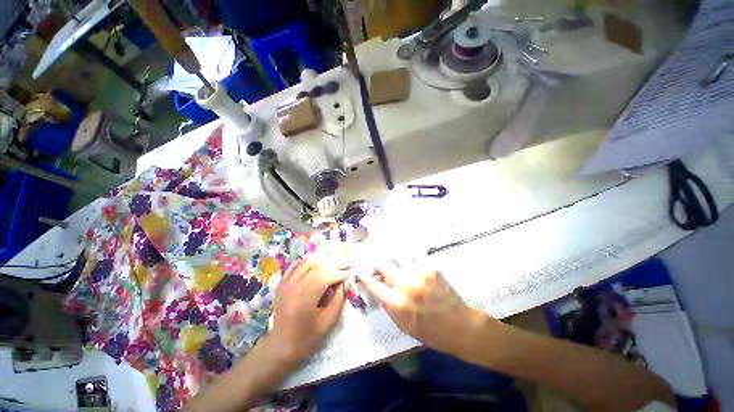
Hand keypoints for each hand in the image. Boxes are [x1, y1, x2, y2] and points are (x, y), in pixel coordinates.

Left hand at [269, 258, 348, 364]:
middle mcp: (292, 288)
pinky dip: (309, 262)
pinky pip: (296, 265)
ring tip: (336, 263)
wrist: (281, 345)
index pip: (324, 277)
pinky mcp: (281, 283)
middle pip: (316, 267)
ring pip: (306, 262)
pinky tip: (319, 263)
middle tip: (348, 263)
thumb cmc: (307, 338)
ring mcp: (285, 284)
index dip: (339, 273)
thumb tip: (346, 281)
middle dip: (335, 264)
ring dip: (323, 261)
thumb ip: (339, 299)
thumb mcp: (328, 322)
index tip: (352, 271)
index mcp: (303, 301)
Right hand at [359, 258, 481, 352]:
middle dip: (377, 262)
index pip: (372, 284)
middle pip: (382, 263)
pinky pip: (414, 253)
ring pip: (397, 254)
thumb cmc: (427, 330)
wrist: (458, 325)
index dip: (364, 276)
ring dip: (393, 256)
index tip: (361, 271)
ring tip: (393, 257)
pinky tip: (408, 256)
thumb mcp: (401, 323)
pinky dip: (409, 254)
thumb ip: (387, 302)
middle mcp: (405, 285)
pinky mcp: (431, 267)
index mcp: (396, 304)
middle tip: (378, 262)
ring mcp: (419, 273)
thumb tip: (376, 284)